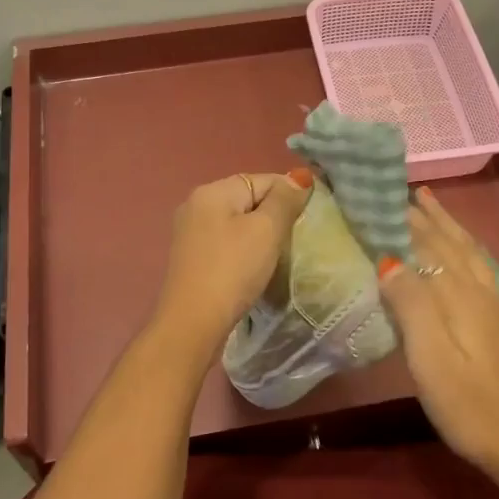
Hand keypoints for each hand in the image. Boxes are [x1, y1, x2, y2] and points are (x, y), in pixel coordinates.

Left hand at [153, 170, 312, 351]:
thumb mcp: (266, 231)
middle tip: (294, 240)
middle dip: (274, 216)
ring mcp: (190, 232)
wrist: (193, 323)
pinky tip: (253, 268)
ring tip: (277, 256)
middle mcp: (196, 204)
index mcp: (212, 191)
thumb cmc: (233, 270)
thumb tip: (299, 176)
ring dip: (260, 235)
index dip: (290, 195)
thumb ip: (284, 200)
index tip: (308, 220)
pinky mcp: (191, 258)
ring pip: (238, 222)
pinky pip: (226, 242)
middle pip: (248, 199)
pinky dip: (243, 250)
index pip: (263, 179)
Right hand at [377, 187, 498, 485]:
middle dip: (420, 214)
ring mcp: (491, 303)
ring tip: (426, 200)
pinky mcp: (496, 319)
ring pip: (465, 249)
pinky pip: (476, 263)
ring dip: (444, 222)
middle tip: (392, 188)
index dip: (399, 219)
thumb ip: (411, 305)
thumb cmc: (468, 404)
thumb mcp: (431, 359)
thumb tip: (387, 259)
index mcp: (459, 294)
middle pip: (446, 241)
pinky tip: (459, 248)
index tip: (372, 196)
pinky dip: (462, 244)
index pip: (424, 244)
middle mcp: (477, 289)